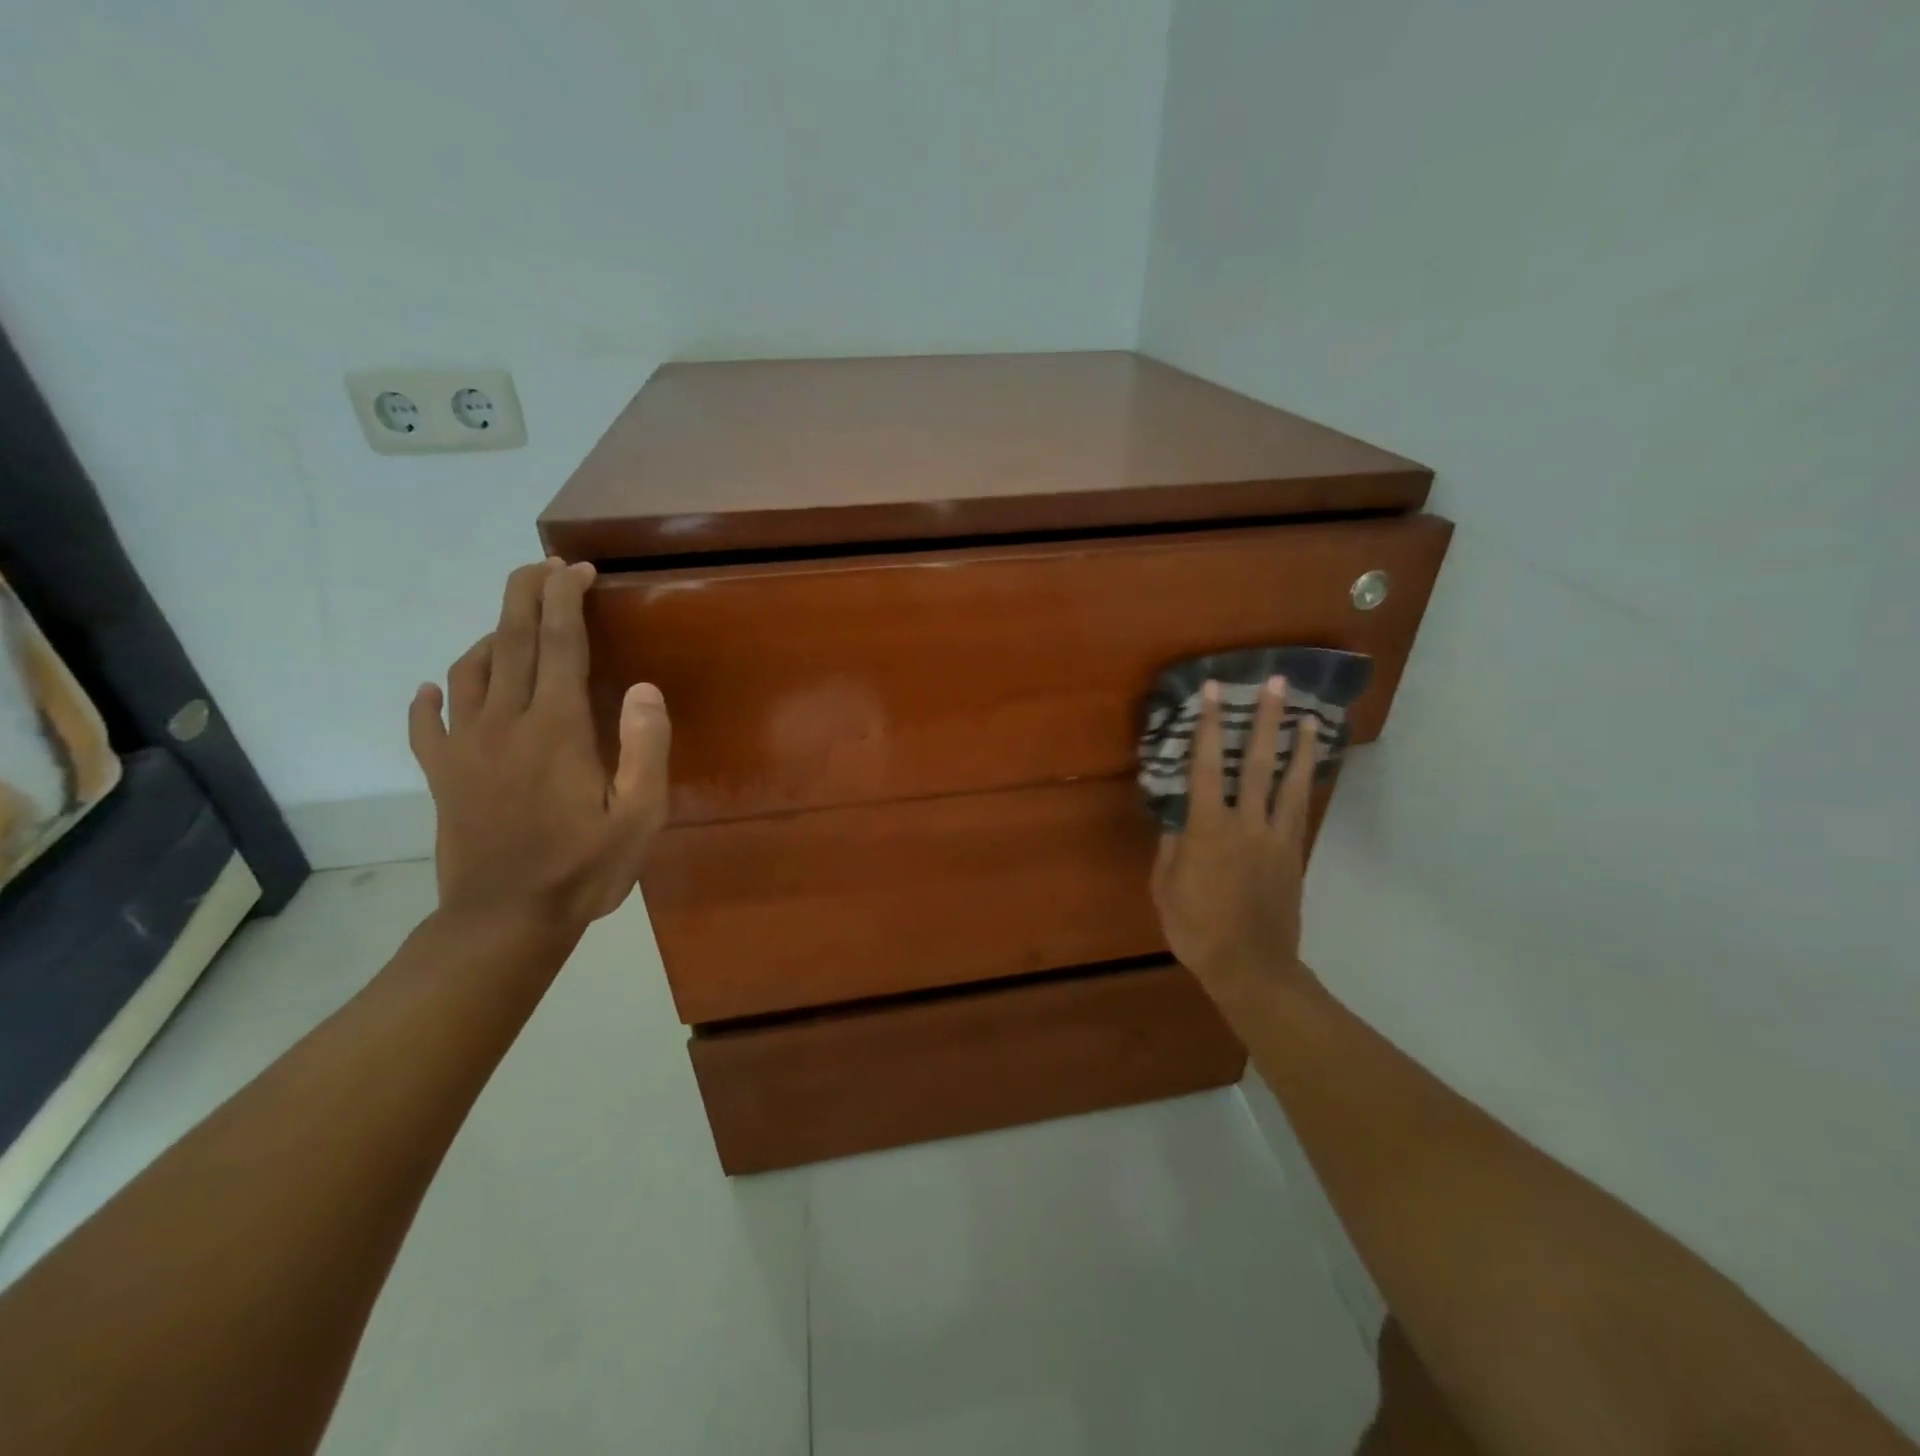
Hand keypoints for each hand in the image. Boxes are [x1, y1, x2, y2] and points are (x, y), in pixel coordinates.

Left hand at [408, 559, 670, 932]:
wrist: (505, 921)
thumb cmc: (584, 868)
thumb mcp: (640, 815)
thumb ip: (645, 747)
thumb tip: (642, 688)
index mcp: (557, 728)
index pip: (560, 643)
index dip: (566, 599)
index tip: (576, 569)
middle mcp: (505, 723)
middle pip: (511, 640)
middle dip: (526, 595)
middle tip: (542, 566)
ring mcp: (465, 748)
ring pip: (470, 671)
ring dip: (492, 636)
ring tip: (514, 625)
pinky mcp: (443, 775)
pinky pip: (427, 723)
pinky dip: (430, 698)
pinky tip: (436, 688)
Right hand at [1150, 676, 1321, 1002]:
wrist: (1250, 965)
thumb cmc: (1196, 927)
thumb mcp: (1166, 886)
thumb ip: (1172, 847)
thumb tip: (1179, 818)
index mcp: (1207, 828)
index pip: (1204, 765)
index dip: (1207, 725)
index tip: (1213, 691)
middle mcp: (1245, 823)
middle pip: (1256, 762)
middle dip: (1264, 720)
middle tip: (1277, 684)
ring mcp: (1275, 837)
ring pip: (1289, 782)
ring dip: (1297, 746)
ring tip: (1306, 716)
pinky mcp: (1293, 854)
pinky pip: (1298, 809)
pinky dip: (1303, 783)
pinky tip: (1306, 769)